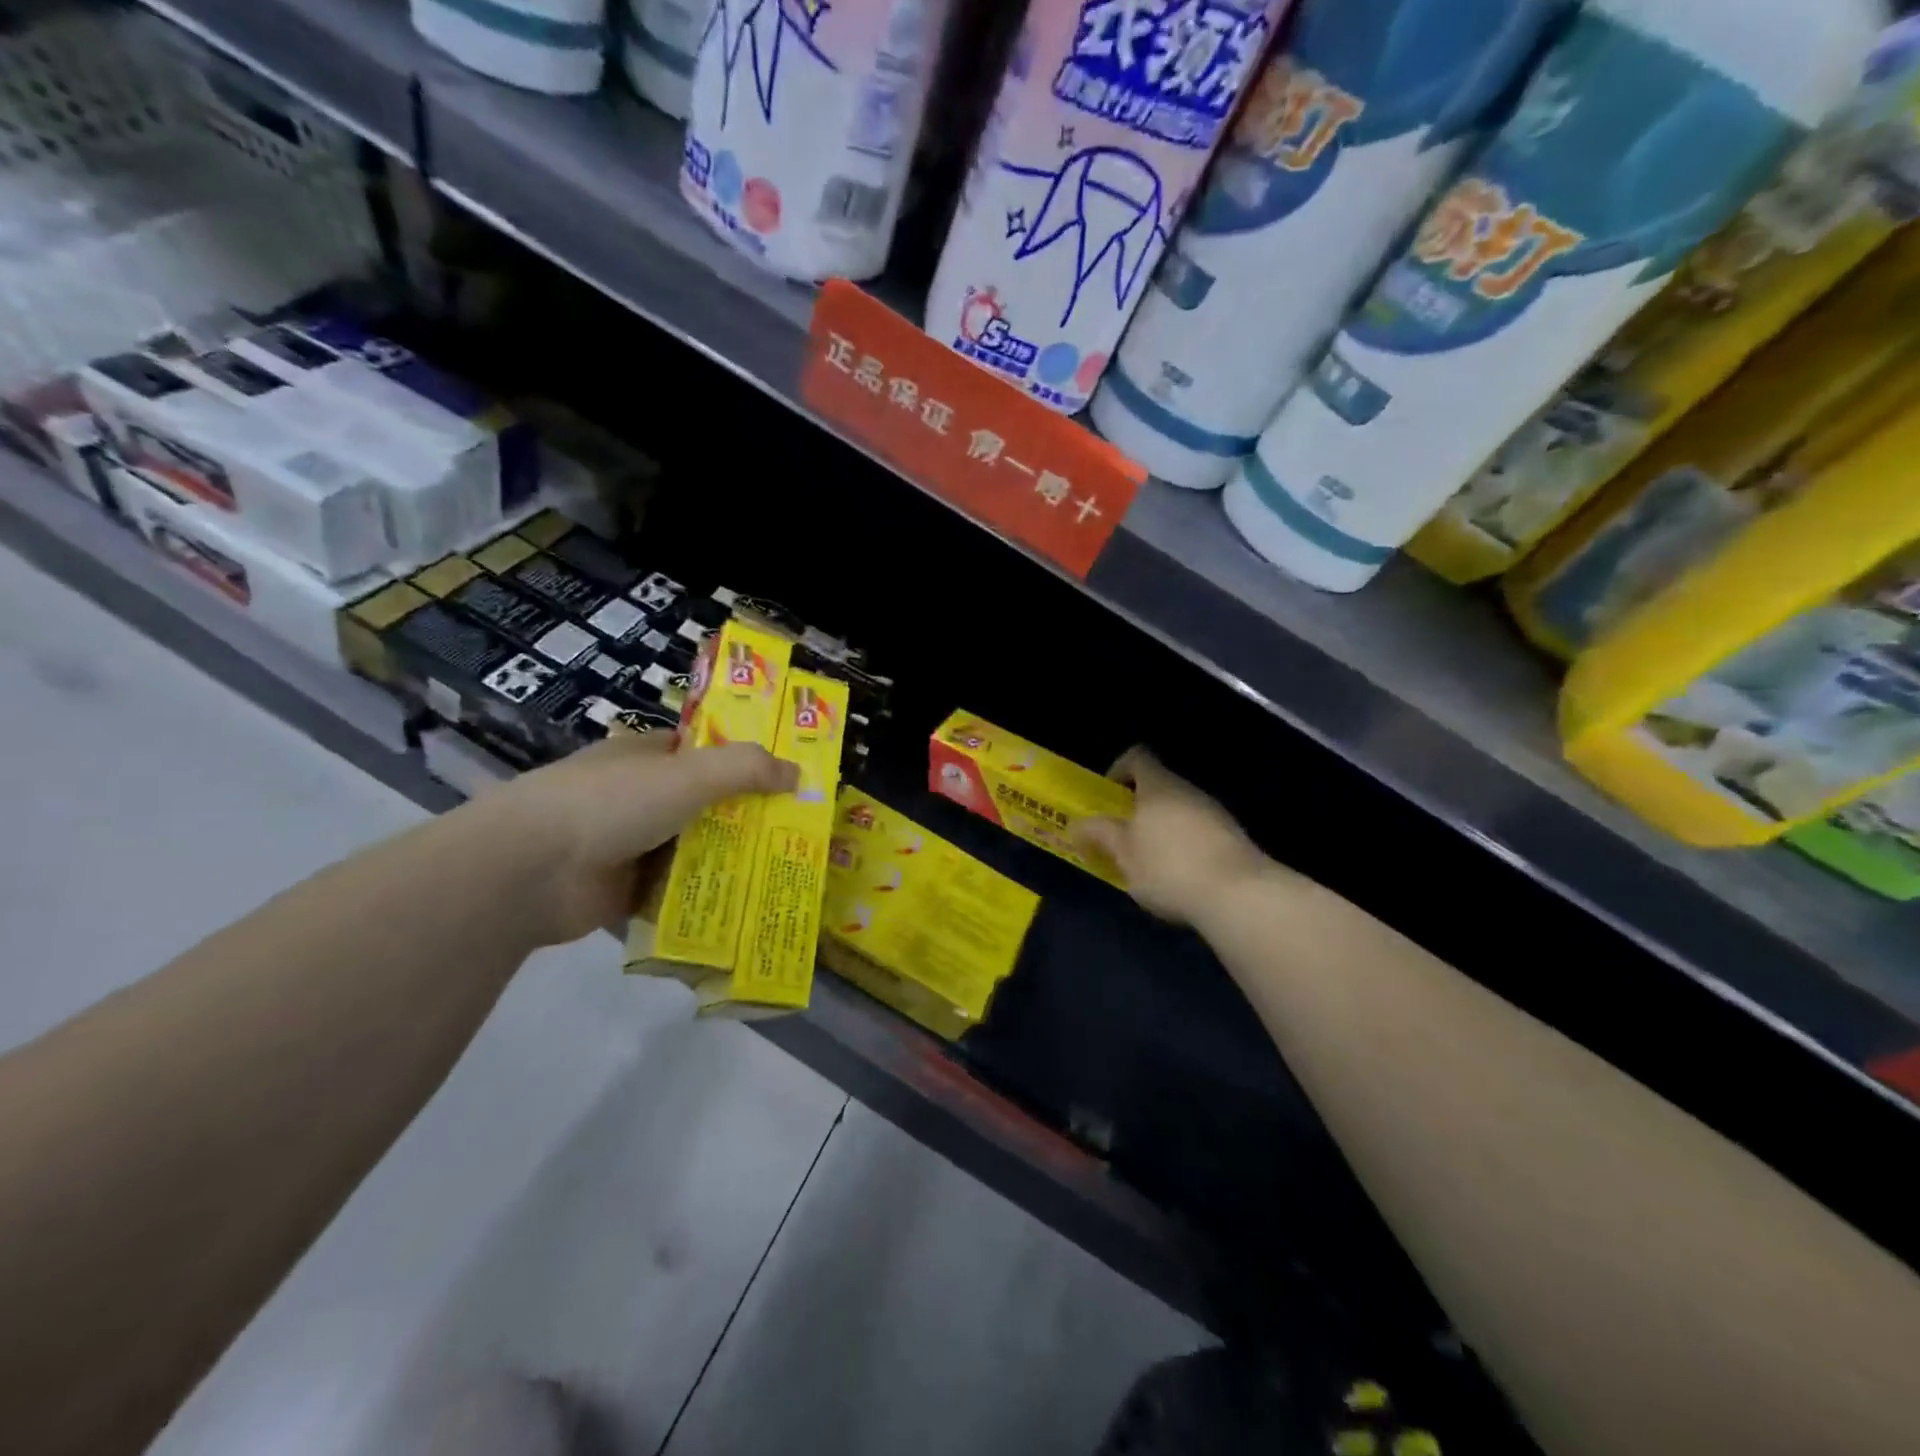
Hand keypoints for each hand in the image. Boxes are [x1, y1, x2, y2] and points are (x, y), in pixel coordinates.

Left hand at [488, 731, 796, 944]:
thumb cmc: (611, 803)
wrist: (529, 871)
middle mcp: (639, 797)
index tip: (787, 778)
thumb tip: (800, 773)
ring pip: (693, 850)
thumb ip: (746, 769)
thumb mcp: (688, 774)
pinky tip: (746, 908)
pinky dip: (704, 899)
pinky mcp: (625, 892)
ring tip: (784, 873)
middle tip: (798, 833)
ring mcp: (629, 845)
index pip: (703, 752)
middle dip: (746, 818)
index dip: (743, 761)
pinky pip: (676, 893)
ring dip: (729, 862)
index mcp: (646, 757)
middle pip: (705, 804)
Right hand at [1075, 747, 1269, 927]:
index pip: (1137, 757)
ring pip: (1179, 810)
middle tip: (1122, 837)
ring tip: (1149, 863)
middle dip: (1138, 808)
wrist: (1239, 895)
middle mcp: (1188, 790)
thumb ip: (1099, 834)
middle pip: (1158, 786)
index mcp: (1158, 786)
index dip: (1118, 770)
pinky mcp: (1232, 837)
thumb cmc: (1169, 867)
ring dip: (1162, 828)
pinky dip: (1184, 845)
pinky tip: (1180, 876)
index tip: (1107, 796)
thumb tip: (1078, 824)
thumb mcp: (1123, 854)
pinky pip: (1198, 831)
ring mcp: (1214, 812)